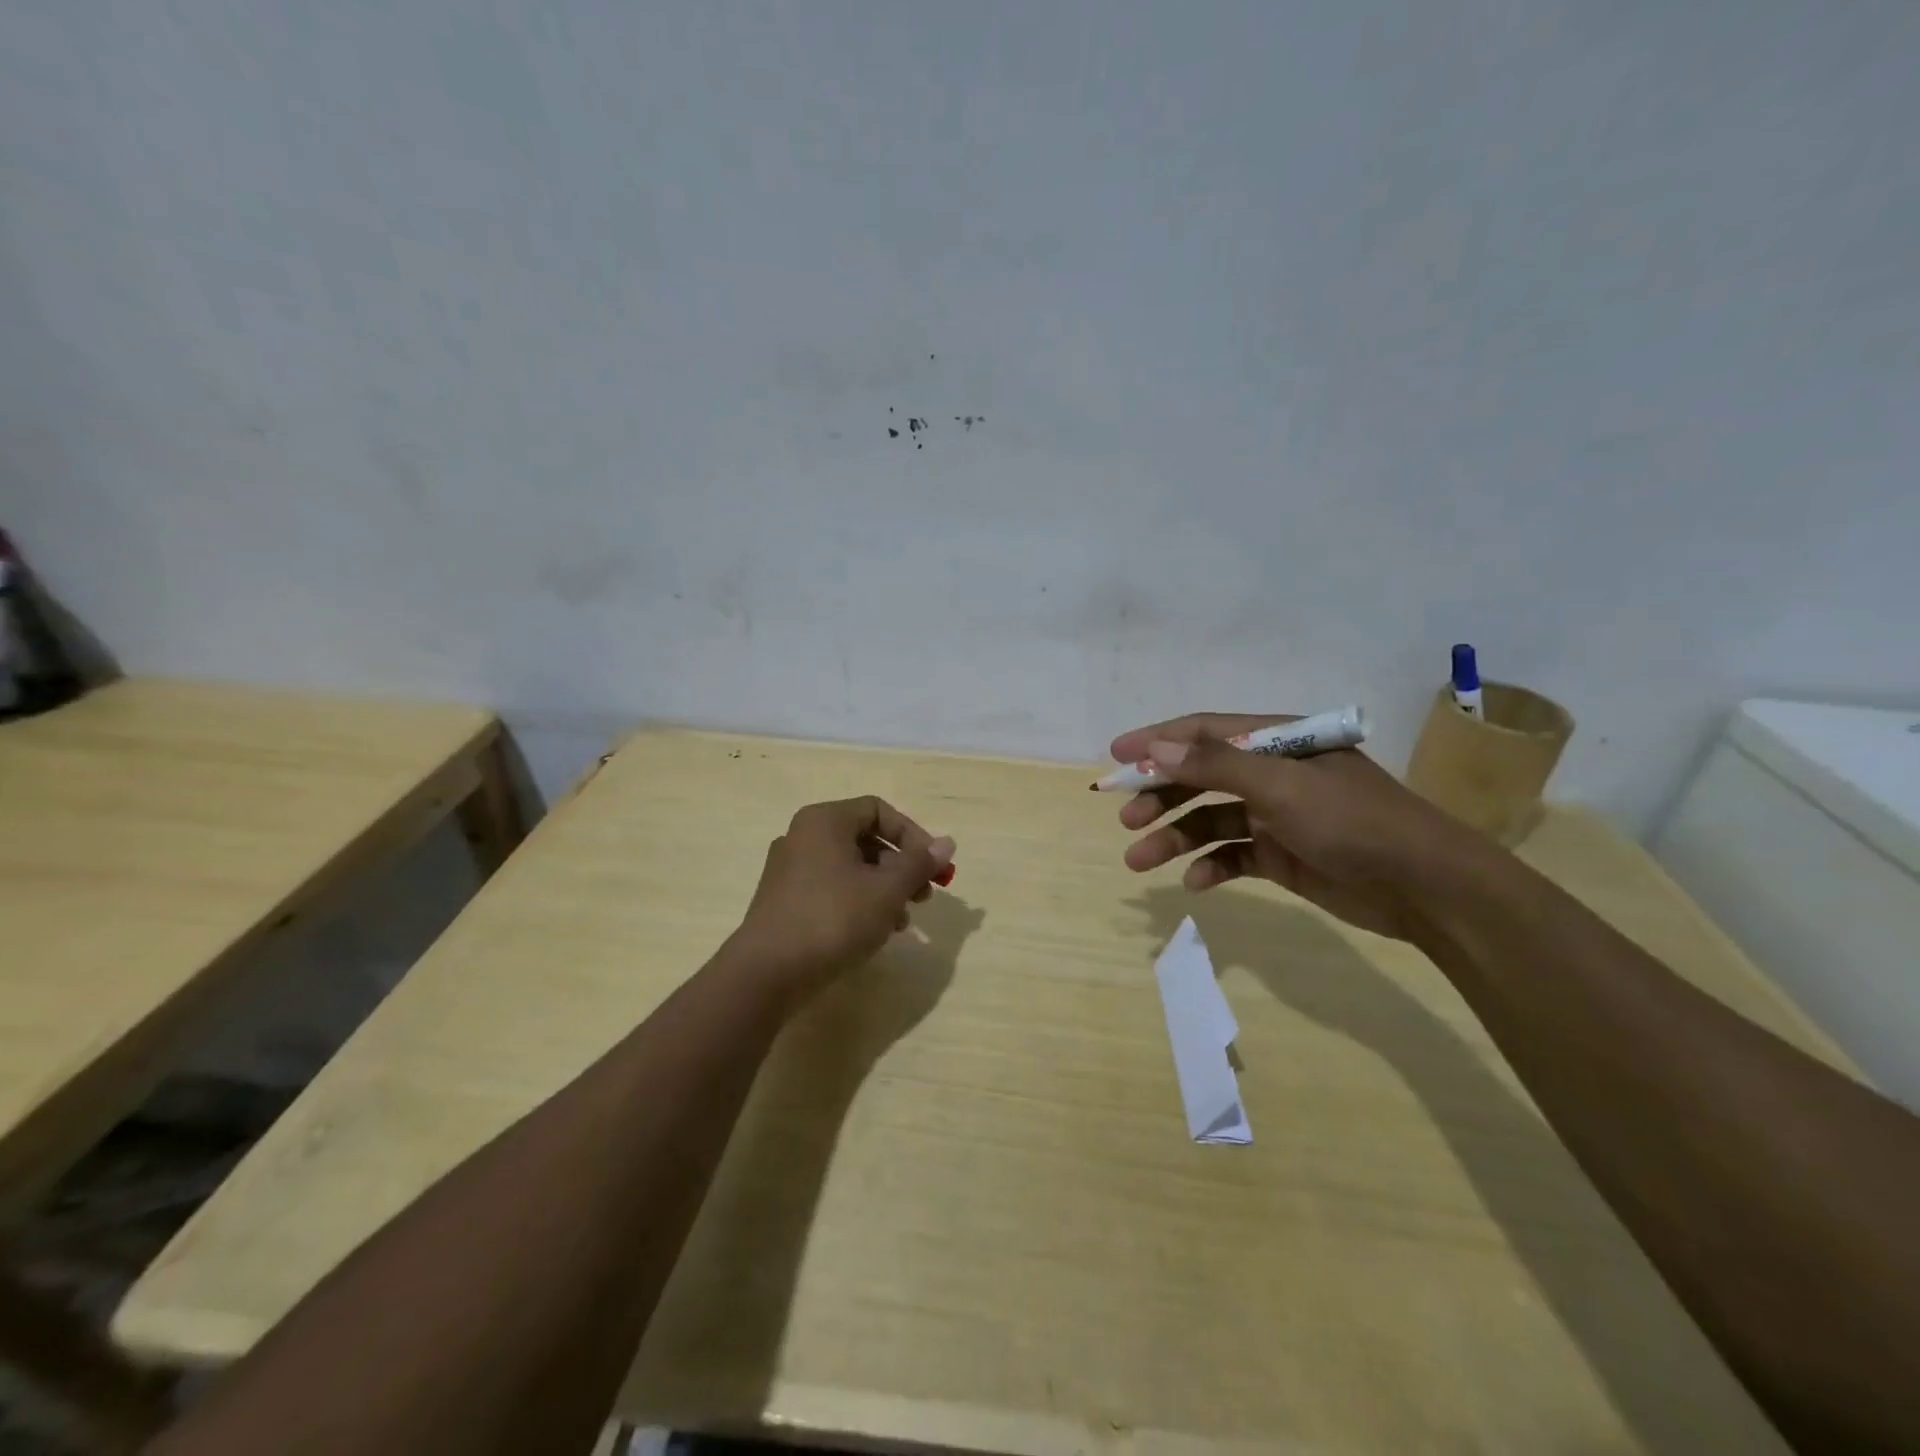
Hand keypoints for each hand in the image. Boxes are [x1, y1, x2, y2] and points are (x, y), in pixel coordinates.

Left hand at [731, 796, 955, 998]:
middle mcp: (803, 836)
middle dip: (901, 867)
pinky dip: (858, 903)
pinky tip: (875, 932)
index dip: (913, 835)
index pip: (879, 810)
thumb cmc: (833, 919)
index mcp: (824, 821)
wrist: (767, 973)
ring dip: (884, 889)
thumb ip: (919, 864)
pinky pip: (832, 889)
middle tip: (924, 895)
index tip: (933, 867)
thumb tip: (948, 843)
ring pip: (850, 868)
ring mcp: (790, 870)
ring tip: (903, 921)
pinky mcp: (785, 901)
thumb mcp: (886, 890)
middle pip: (865, 839)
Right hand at [1111, 713, 1492, 941]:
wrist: (1425, 888)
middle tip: (1125, 817)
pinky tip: (1195, 882)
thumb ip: (1216, 765)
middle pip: (1199, 777)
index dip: (1156, 741)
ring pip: (1208, 820)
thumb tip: (1155, 750)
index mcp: (1275, 742)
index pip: (1202, 731)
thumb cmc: (1353, 821)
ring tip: (1139, 859)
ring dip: (1174, 837)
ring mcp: (1275, 816)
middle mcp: (1270, 773)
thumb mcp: (1281, 787)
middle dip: (1159, 796)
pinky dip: (1210, 866)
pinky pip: (1232, 855)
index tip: (1114, 756)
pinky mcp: (1281, 855)